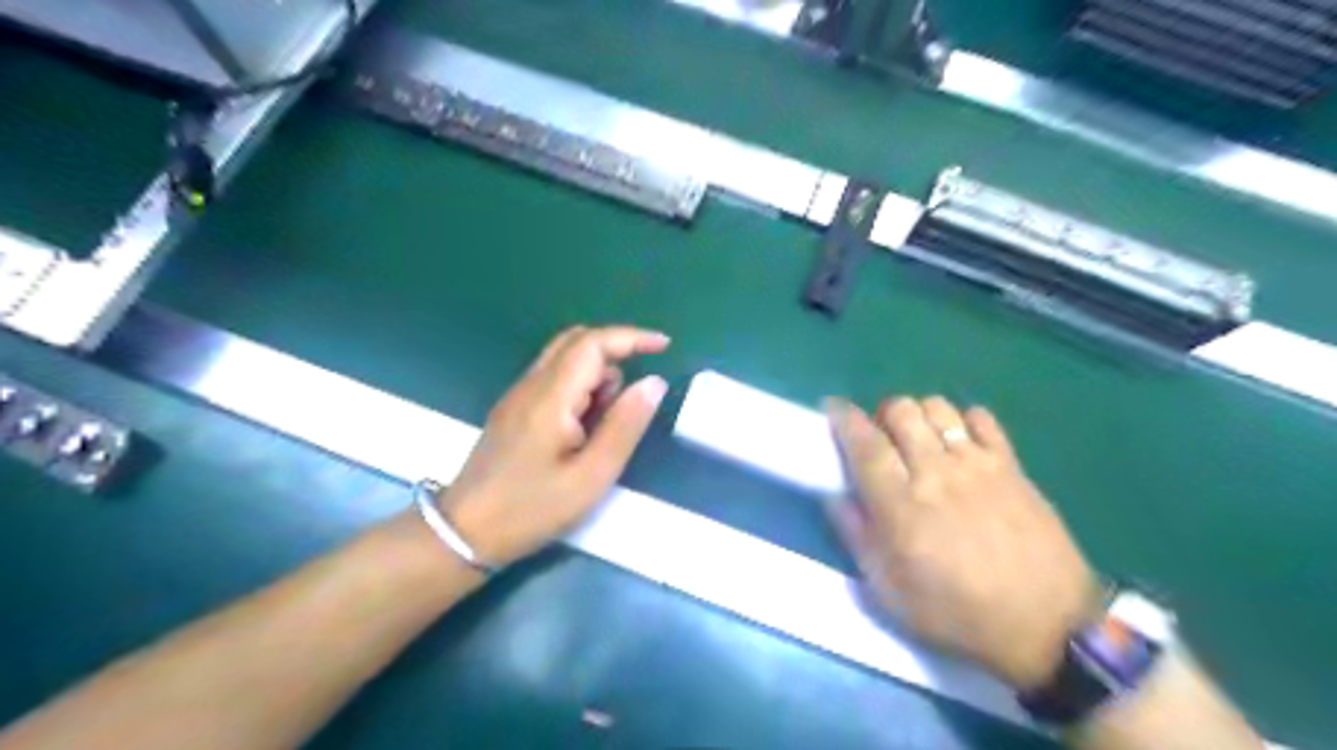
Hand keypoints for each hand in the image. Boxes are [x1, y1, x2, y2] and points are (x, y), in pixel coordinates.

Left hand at [443, 325, 668, 564]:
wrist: (465, 532)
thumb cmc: (533, 508)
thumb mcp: (592, 475)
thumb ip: (625, 425)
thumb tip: (654, 382)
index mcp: (551, 396)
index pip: (593, 343)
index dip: (631, 337)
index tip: (664, 345)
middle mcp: (531, 384)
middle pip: (576, 341)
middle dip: (615, 352)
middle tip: (636, 392)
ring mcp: (518, 395)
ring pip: (565, 359)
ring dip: (597, 375)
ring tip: (605, 425)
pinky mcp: (513, 409)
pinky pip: (553, 378)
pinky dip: (579, 388)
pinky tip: (583, 429)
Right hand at [833, 395, 1102, 686]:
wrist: (1048, 626)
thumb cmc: (957, 613)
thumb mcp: (890, 592)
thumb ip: (856, 537)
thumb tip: (834, 495)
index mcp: (900, 506)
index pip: (865, 444)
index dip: (844, 418)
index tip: (833, 408)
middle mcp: (935, 473)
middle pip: (900, 411)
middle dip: (882, 415)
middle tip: (882, 439)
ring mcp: (977, 464)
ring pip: (938, 407)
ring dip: (919, 415)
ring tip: (920, 440)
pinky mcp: (1011, 465)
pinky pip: (982, 418)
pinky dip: (964, 420)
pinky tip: (961, 443)